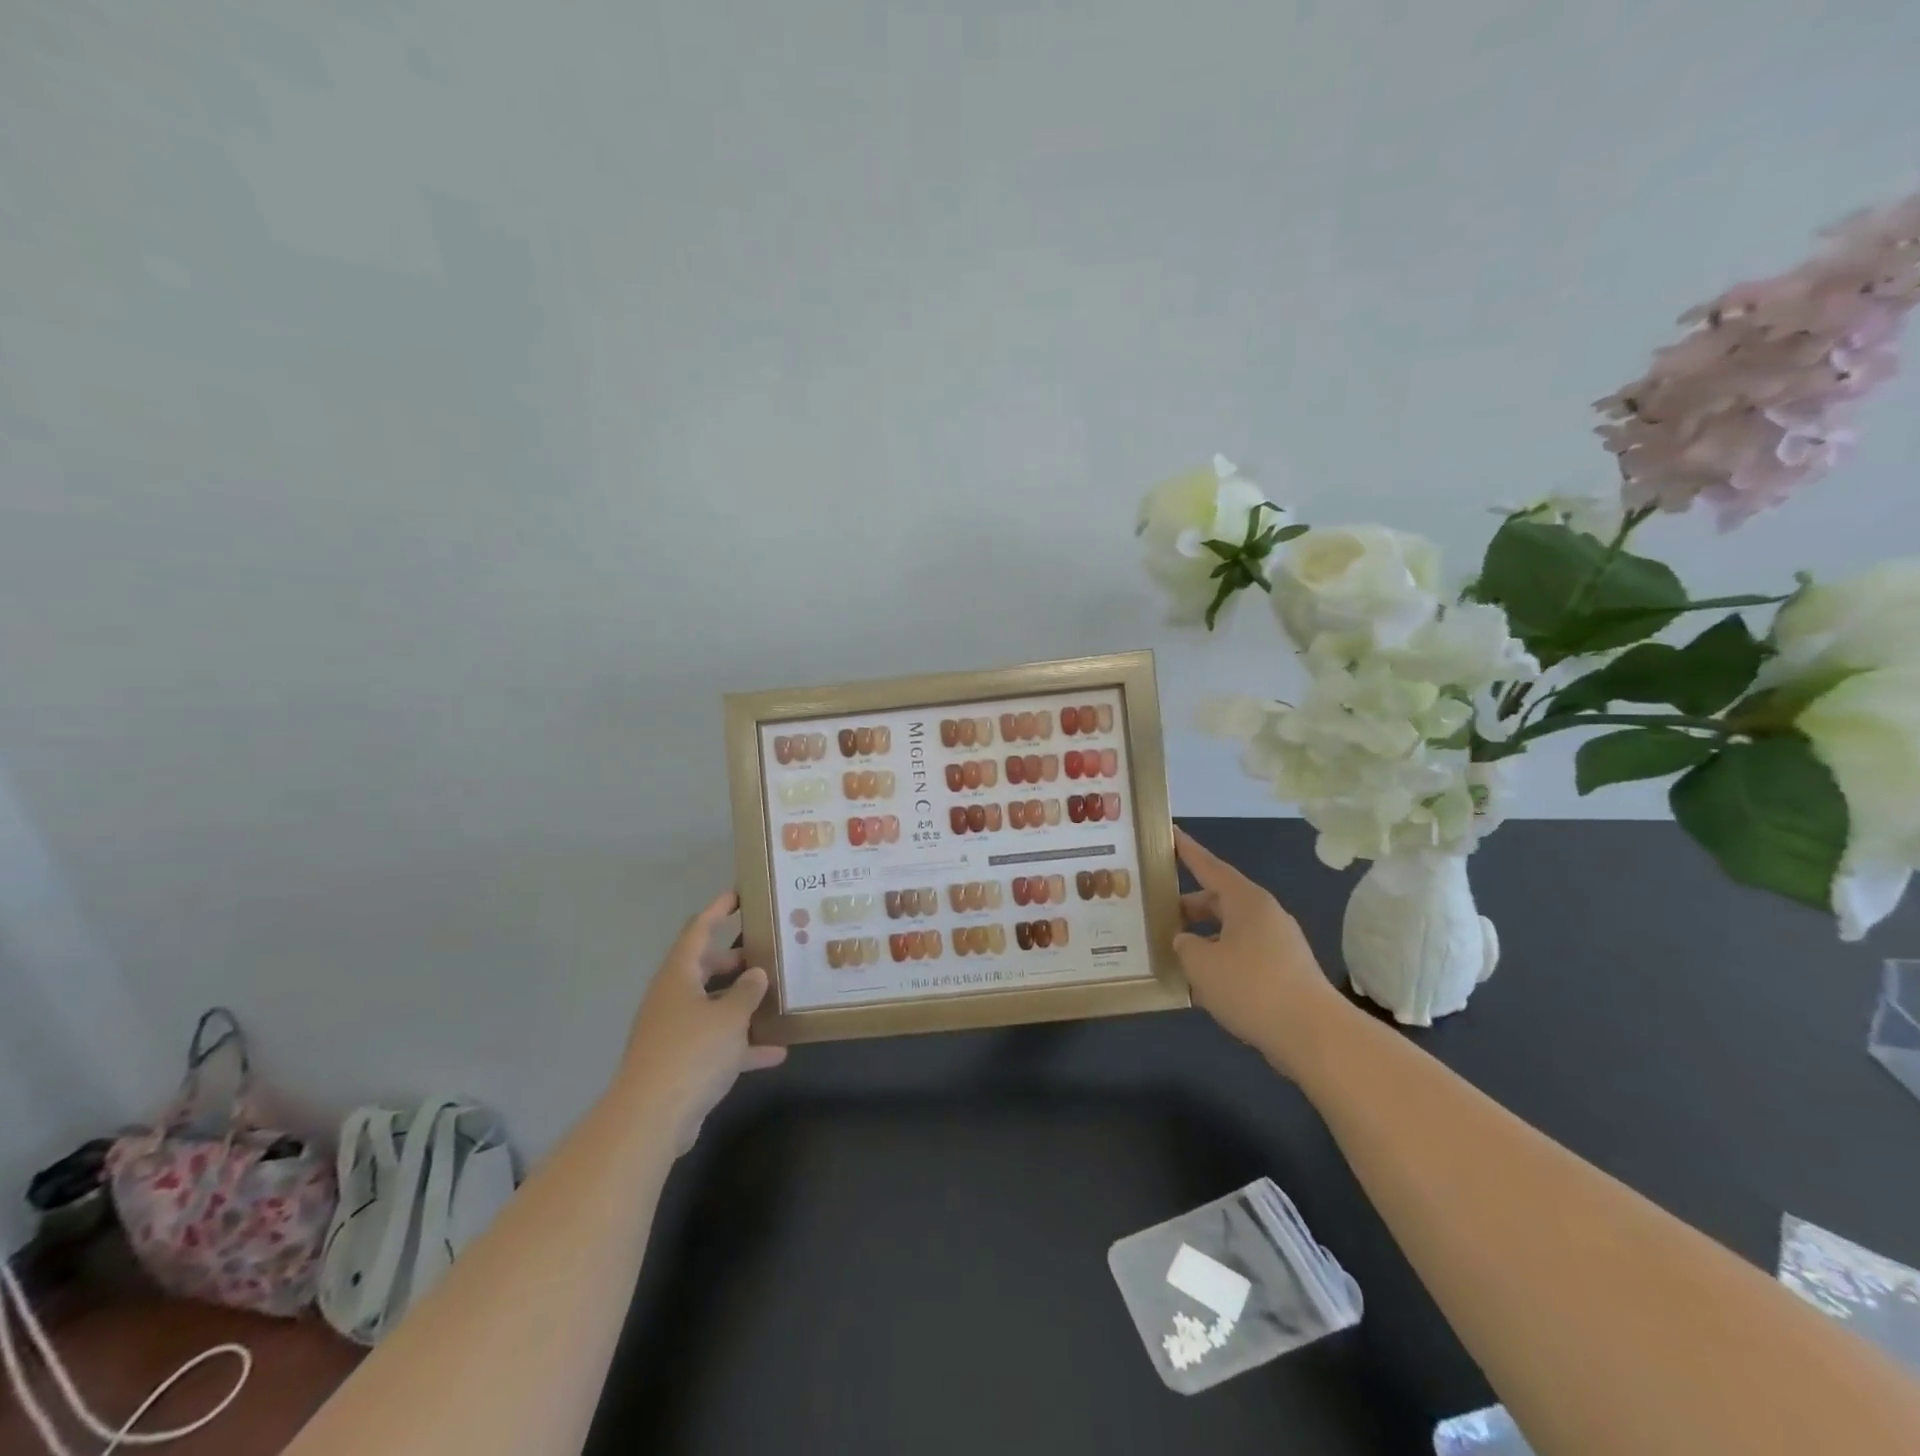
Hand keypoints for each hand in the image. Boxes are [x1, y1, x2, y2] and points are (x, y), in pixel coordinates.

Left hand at [617, 891, 786, 1151]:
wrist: (651, 1118)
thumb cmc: (692, 1052)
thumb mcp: (730, 1016)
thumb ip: (747, 992)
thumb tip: (755, 973)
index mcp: (678, 976)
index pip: (697, 931)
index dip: (717, 910)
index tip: (737, 895)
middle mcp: (673, 998)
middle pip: (703, 968)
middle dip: (733, 961)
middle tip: (765, 953)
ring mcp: (674, 1032)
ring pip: (712, 1006)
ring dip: (740, 1003)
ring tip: (775, 997)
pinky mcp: (680, 1063)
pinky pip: (716, 1043)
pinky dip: (742, 1045)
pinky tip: (775, 1052)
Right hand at [1172, 828, 1348, 1077]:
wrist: (1315, 1036)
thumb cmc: (1252, 987)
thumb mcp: (1201, 964)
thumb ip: (1184, 946)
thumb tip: (1185, 941)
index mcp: (1246, 901)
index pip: (1209, 866)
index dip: (1187, 851)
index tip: (1170, 833)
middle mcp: (1265, 915)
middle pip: (1219, 900)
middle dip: (1188, 907)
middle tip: (1158, 914)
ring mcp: (1279, 943)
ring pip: (1231, 931)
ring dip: (1204, 939)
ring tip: (1175, 955)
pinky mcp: (1286, 971)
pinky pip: (1244, 955)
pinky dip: (1221, 961)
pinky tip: (1203, 985)